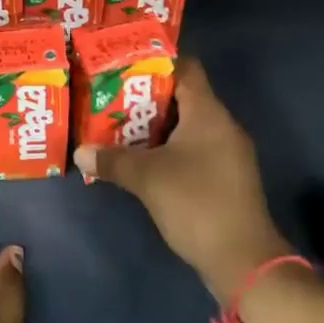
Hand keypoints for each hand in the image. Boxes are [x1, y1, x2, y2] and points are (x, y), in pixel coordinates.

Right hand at [74, 59, 291, 300]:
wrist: (244, 262)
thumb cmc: (196, 204)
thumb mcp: (147, 179)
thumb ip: (112, 160)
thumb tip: (79, 151)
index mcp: (208, 113)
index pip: (185, 68)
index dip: (155, 61)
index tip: (123, 63)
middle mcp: (222, 125)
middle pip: (182, 96)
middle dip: (146, 96)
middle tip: (110, 96)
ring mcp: (227, 153)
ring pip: (186, 125)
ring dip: (155, 125)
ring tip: (118, 126)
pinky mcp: (225, 177)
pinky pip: (193, 148)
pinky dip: (168, 147)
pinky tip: (142, 159)